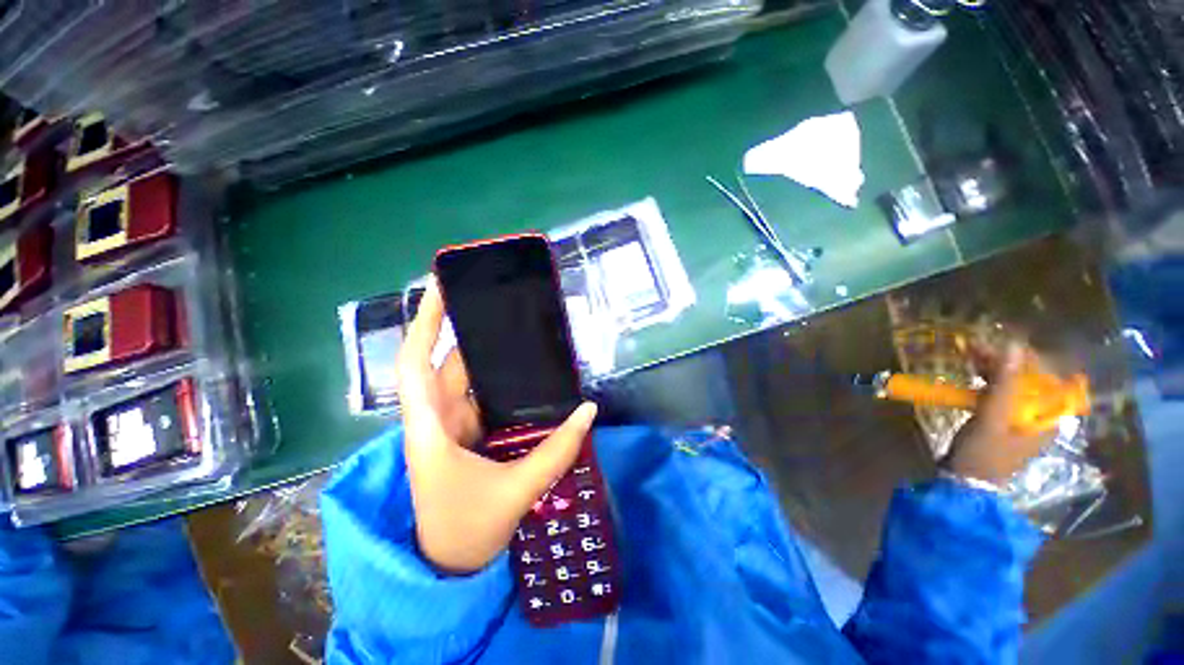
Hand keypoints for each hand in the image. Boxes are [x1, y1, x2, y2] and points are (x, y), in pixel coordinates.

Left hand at [398, 280, 597, 573]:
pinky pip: (480, 398)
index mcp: (431, 428)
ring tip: (519, 333)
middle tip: (502, 306)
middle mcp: (436, 419)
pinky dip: (498, 383)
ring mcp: (451, 426)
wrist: (448, 567)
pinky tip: (522, 374)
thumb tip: (588, 411)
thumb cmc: (466, 531)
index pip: (415, 363)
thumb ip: (555, 451)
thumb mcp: (515, 491)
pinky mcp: (465, 435)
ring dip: (487, 357)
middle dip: (469, 332)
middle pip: (446, 364)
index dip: (425, 323)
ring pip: (465, 380)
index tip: (442, 289)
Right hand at [943, 343, 1052, 484]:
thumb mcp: (992, 418)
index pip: (1047, 376)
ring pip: (1013, 384)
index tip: (997, 343)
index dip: (1024, 357)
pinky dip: (987, 380)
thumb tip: (1013, 344)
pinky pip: (1000, 393)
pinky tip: (972, 372)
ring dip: (993, 368)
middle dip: (1004, 360)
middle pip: (1029, 379)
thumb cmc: (983, 453)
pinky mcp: (1002, 421)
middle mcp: (1040, 415)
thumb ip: (1004, 383)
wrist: (965, 484)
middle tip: (975, 346)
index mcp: (1048, 416)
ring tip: (969, 354)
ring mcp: (1021, 419)